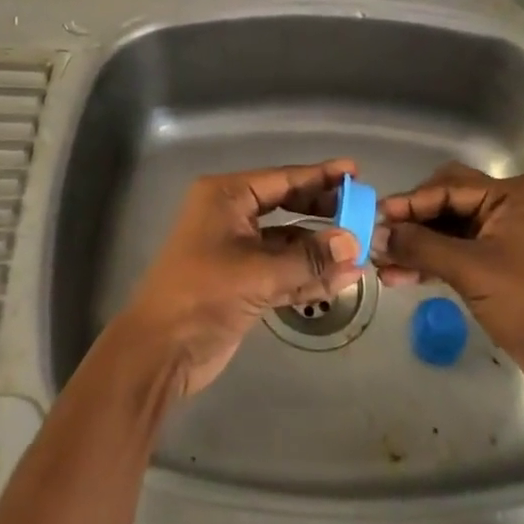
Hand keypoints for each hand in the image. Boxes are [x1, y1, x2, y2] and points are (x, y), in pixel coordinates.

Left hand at [117, 159, 365, 398]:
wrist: (161, 351)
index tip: (353, 171)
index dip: (319, 176)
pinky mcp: (244, 282)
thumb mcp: (258, 273)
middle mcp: (232, 216)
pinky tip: (342, 280)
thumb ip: (308, 259)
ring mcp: (238, 251)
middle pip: (287, 207)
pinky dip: (308, 276)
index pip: (281, 179)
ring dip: (320, 251)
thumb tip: (354, 243)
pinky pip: (283, 271)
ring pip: (288, 243)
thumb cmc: (203, 294)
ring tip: (362, 252)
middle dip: (323, 213)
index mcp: (226, 197)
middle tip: (362, 211)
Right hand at [375, 163, 523, 413]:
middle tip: (377, 240)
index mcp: (514, 194)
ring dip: (418, 247)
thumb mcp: (472, 270)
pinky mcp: (503, 267)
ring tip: (382, 266)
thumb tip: (376, 234)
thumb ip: (421, 246)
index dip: (409, 202)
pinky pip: (460, 254)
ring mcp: (508, 237)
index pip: (448, 186)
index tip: (373, 217)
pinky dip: (434, 263)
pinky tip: (402, 276)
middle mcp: (511, 207)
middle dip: (412, 223)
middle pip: (448, 204)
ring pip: (450, 231)